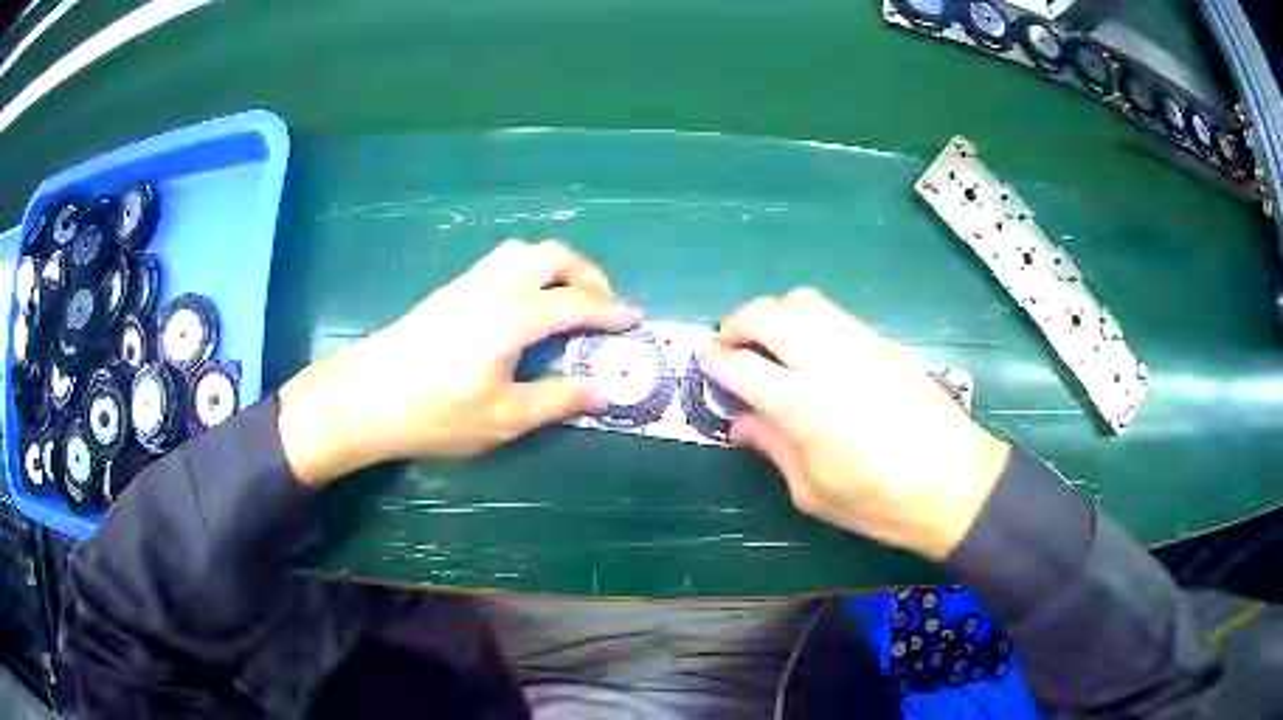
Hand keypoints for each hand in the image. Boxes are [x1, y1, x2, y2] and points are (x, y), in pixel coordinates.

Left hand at [278, 240, 640, 485]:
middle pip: (553, 256)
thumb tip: (602, 390)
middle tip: (603, 306)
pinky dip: (529, 271)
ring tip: (566, 300)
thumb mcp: (503, 418)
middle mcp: (495, 286)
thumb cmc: (436, 412)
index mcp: (514, 316)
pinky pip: (501, 262)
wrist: (366, 396)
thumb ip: (557, 400)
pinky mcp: (450, 291)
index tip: (636, 320)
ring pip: (524, 252)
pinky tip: (523, 306)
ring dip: (556, 267)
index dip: (611, 311)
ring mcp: (469, 283)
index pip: (576, 304)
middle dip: (588, 275)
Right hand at [701, 289, 1009, 560]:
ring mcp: (859, 344)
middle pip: (765, 313)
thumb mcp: (813, 492)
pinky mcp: (884, 343)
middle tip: (731, 349)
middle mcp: (826, 361)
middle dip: (735, 324)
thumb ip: (773, 447)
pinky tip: (815, 354)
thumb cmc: (880, 503)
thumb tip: (742, 423)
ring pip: (802, 301)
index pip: (739, 364)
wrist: (955, 484)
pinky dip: (810, 322)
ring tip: (773, 346)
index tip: (707, 368)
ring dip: (775, 315)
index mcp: (801, 405)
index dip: (713, 362)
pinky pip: (835, 315)